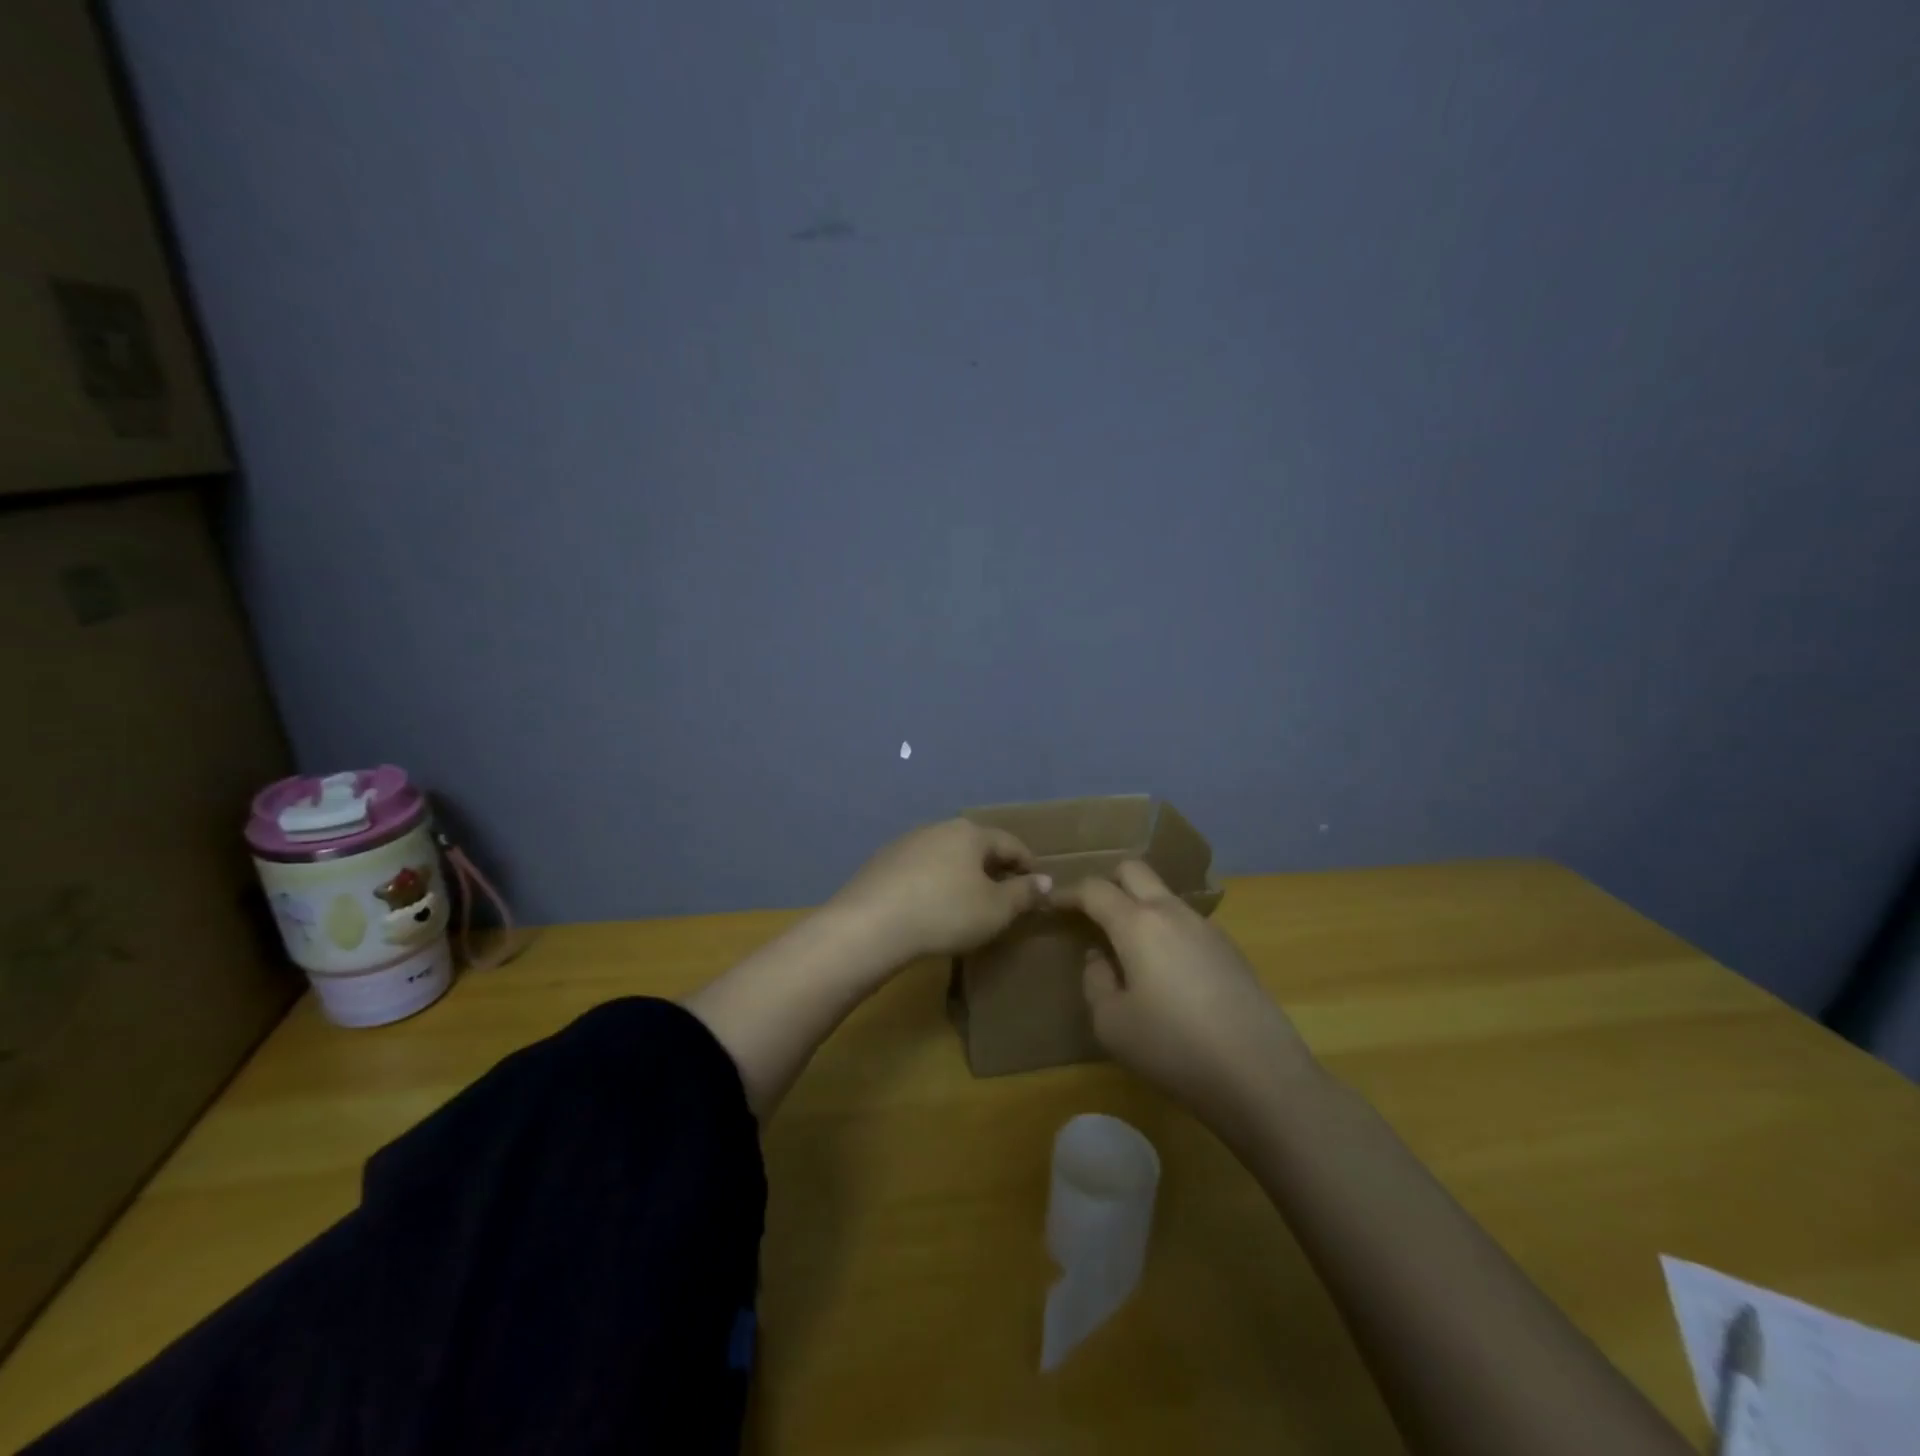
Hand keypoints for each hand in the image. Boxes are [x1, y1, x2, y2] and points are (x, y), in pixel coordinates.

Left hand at [829, 818, 1050, 963]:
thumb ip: (1023, 894)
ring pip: (946, 855)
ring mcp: (907, 842)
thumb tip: (1045, 880)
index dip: (1028, 864)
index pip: (1011, 843)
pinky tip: (932, 905)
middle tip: (1005, 894)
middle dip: (993, 867)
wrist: (870, 924)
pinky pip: (921, 868)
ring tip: (968, 901)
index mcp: (971, 833)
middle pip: (976, 846)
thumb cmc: (945, 913)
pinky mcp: (883, 861)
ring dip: (962, 874)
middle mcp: (939, 828)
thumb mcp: (995, 910)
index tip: (1037, 885)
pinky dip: (934, 882)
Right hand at [1053, 861, 1316, 1136]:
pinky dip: (1165, 930)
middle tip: (1090, 914)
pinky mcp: (1230, 950)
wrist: (1261, 1075)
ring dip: (1139, 906)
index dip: (1069, 893)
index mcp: (1137, 923)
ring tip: (1127, 946)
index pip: (1095, 889)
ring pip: (1163, 895)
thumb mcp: (1111, 1023)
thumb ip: (1095, 981)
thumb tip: (1102, 958)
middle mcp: (1172, 912)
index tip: (1052, 904)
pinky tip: (1165, 971)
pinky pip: (1186, 923)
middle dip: (1107, 882)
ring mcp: (1207, 928)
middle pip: (1134, 871)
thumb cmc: (1173, 1048)